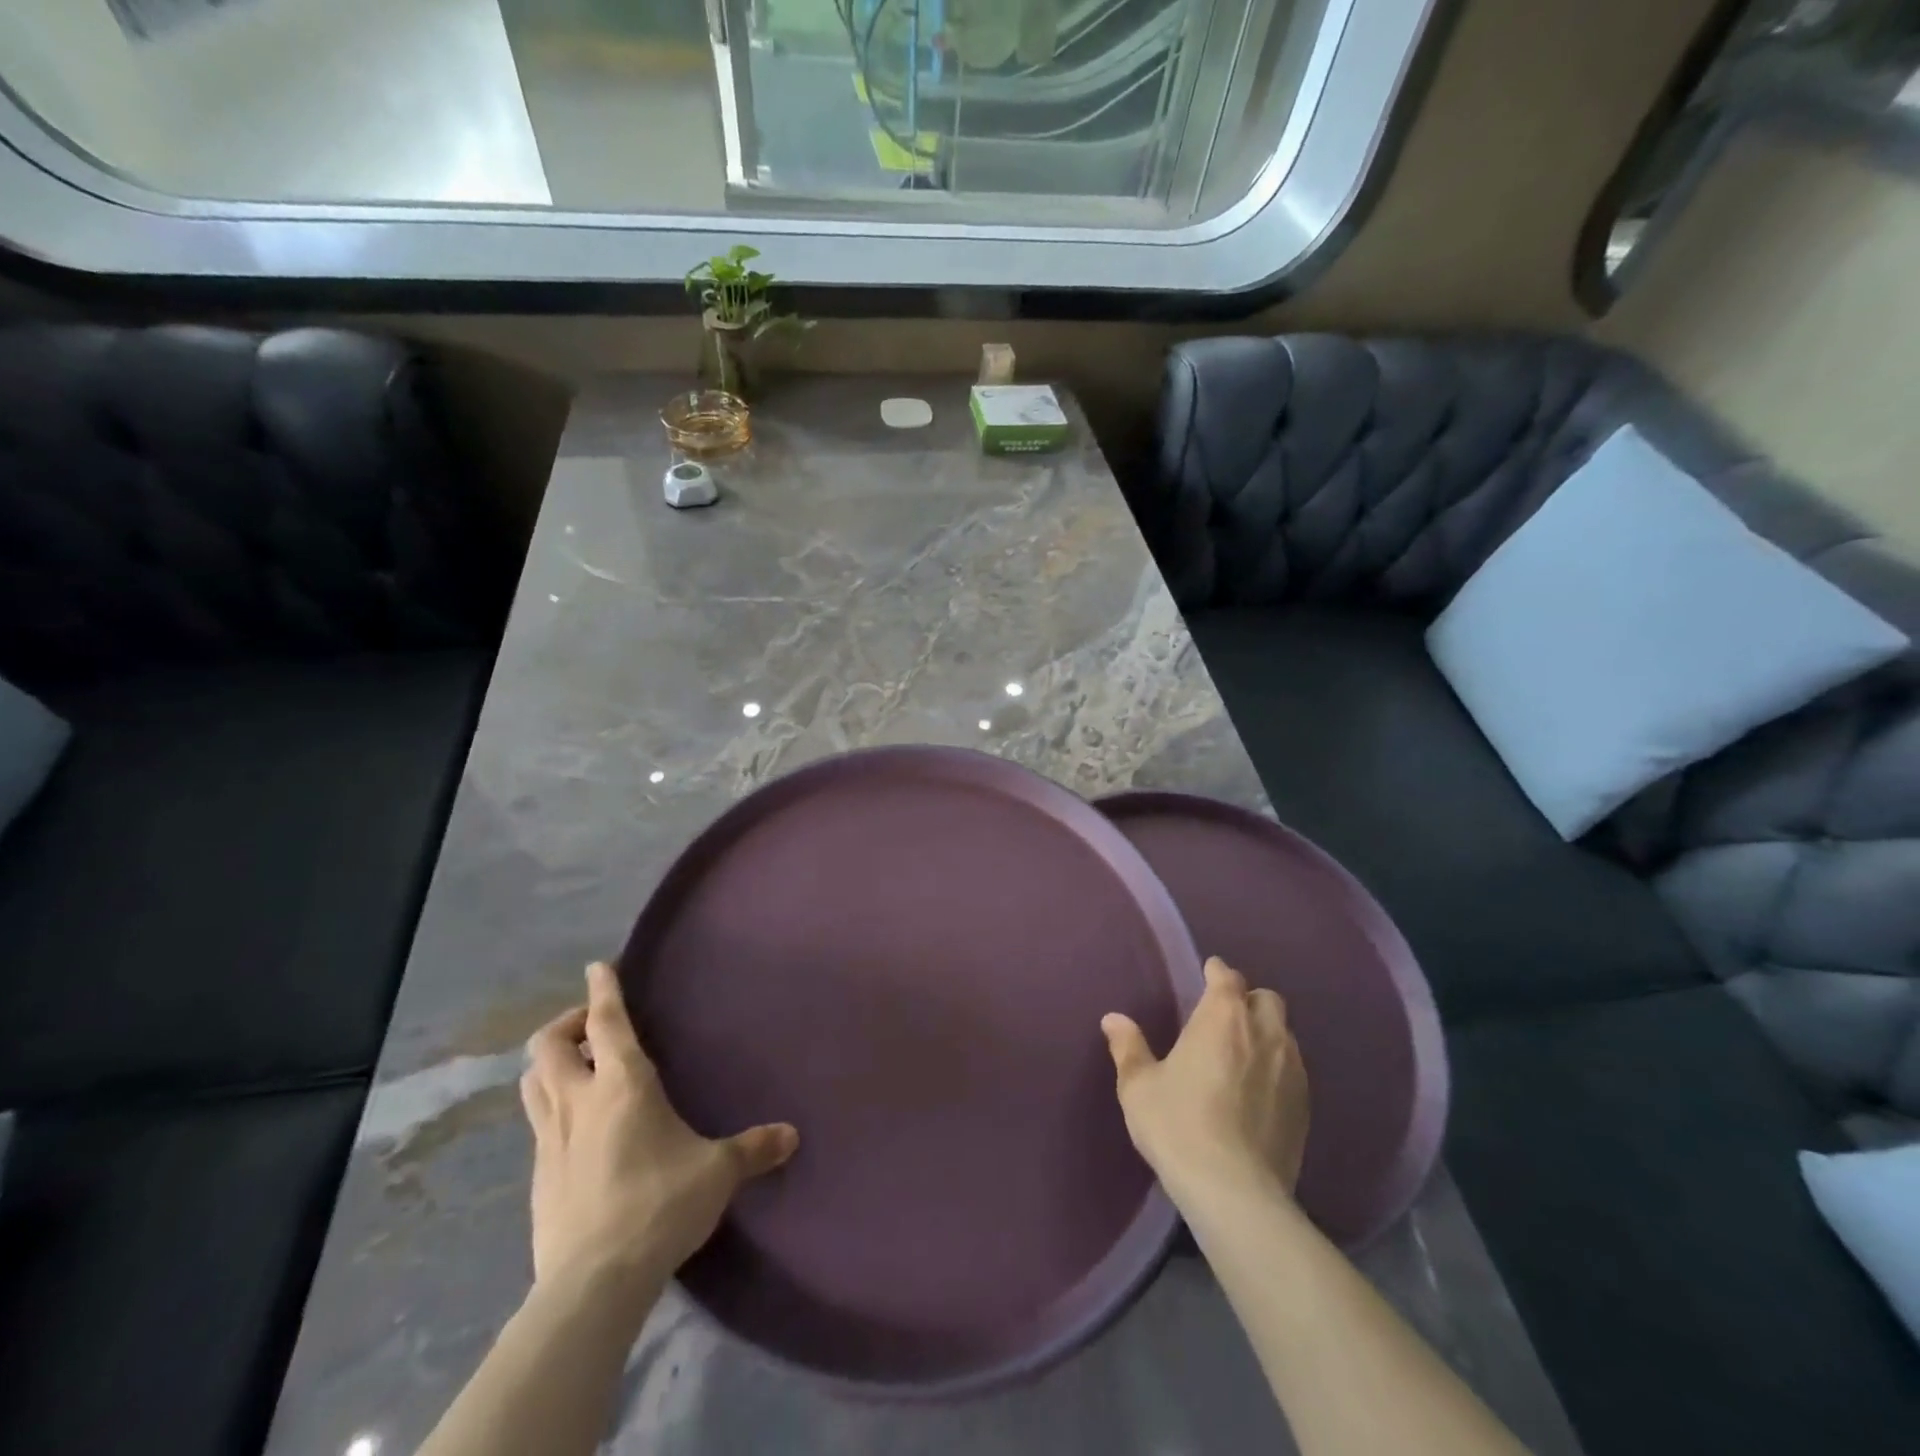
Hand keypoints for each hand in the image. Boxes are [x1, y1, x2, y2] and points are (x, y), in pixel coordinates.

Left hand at [520, 962, 798, 1300]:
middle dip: (565, 1025)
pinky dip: (551, 1109)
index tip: (598, 966)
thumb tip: (793, 1135)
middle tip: (591, 1027)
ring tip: (577, 1068)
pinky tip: (577, 1129)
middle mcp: (579, 1102)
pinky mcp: (537, 1179)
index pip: (606, 1022)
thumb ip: (753, 1148)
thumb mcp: (717, 1172)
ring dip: (550, 1064)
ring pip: (532, 1083)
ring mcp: (549, 1141)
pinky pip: (537, 1124)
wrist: (593, 1283)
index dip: (602, 990)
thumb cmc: (660, 1205)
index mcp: (622, 1085)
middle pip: (548, 1046)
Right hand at [1102, 956, 1309, 1205]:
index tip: (1206, 975)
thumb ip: (1128, 1047)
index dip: (1216, 972)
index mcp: (1222, 1017)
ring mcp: (1292, 1069)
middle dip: (1248, 1000)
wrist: (1235, 1192)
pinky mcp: (1306, 1106)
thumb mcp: (1139, 1086)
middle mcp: (1263, 1033)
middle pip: (1266, 999)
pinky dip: (1278, 1068)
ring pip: (1285, 1034)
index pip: (1226, 976)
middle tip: (1224, 1018)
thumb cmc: (1179, 1125)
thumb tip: (1113, 1019)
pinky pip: (1294, 1070)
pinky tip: (1259, 1091)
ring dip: (1266, 1033)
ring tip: (1243, 1054)